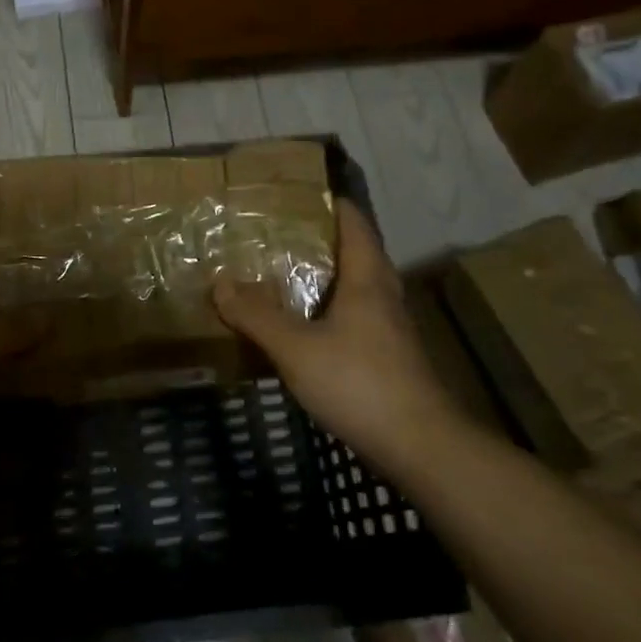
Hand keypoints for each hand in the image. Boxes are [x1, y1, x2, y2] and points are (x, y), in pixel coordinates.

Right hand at [214, 199, 457, 473]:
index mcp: (366, 277)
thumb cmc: (359, 383)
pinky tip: (298, 326)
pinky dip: (324, 310)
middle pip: (352, 251)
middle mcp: (381, 294)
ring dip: (319, 277)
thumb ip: (256, 315)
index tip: (292, 195)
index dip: (327, 202)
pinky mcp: (386, 355)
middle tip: (272, 235)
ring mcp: (387, 326)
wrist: (420, 446)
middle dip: (314, 240)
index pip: (352, 221)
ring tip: (276, 274)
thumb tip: (220, 283)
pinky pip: (351, 316)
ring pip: (351, 286)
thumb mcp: (296, 348)